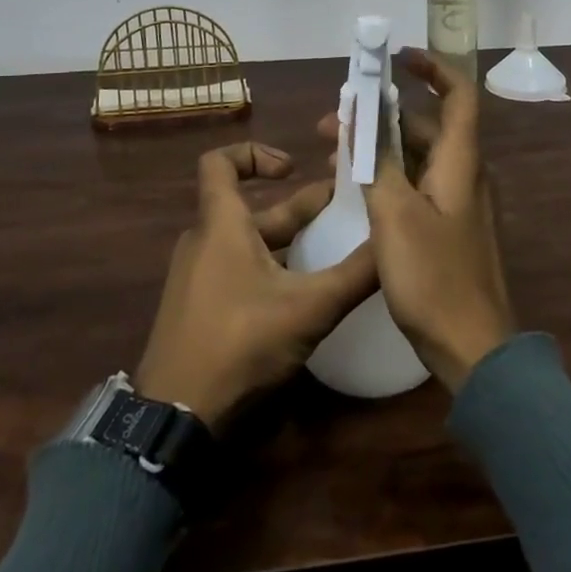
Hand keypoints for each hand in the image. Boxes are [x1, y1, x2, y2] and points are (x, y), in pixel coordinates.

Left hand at [135, 142, 377, 432]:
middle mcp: (205, 242)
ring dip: (288, 242)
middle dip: (298, 208)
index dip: (255, 153)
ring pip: (247, 243)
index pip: (219, 162)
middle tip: (343, 211)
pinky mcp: (198, 309)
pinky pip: (236, 271)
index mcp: (221, 225)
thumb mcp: (308, 308)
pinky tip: (303, 295)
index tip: (294, 168)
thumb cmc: (239, 342)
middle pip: (250, 209)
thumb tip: (395, 241)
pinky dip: (270, 270)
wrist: (175, 418)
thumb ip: (355, 275)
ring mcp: (198, 278)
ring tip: (332, 251)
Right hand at [353, 51, 515, 391]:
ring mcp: (459, 203)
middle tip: (334, 121)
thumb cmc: (434, 276)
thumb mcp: (394, 215)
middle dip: (381, 115)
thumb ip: (375, 162)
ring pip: (418, 158)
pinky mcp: (449, 228)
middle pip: (427, 126)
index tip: (396, 59)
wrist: (474, 348)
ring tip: (333, 155)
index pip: (458, 94)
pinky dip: (389, 176)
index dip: (432, 68)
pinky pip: (418, 185)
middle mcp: (464, 174)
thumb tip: (357, 117)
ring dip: (379, 148)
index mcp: (460, 161)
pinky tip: (355, 190)